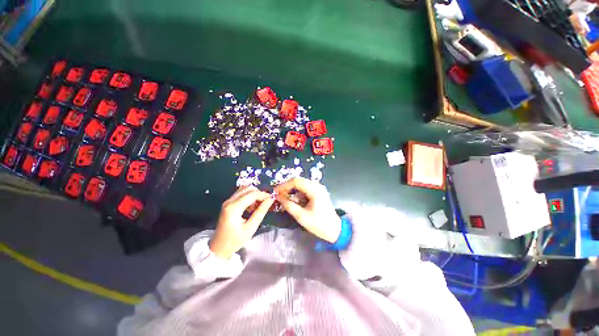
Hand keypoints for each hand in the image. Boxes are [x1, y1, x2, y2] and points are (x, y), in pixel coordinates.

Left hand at [210, 186, 273, 259]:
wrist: (218, 248)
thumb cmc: (235, 240)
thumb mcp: (251, 228)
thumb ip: (261, 212)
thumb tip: (270, 199)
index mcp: (234, 208)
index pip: (252, 194)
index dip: (263, 194)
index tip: (271, 198)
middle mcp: (229, 201)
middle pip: (247, 188)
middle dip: (258, 193)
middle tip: (265, 202)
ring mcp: (227, 201)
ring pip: (244, 189)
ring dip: (253, 194)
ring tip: (257, 205)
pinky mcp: (227, 203)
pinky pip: (240, 193)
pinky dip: (248, 196)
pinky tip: (251, 206)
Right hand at [274, 178, 340, 242]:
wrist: (335, 230)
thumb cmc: (319, 224)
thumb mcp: (301, 216)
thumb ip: (289, 205)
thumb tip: (278, 197)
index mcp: (314, 190)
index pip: (296, 181)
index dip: (284, 185)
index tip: (275, 192)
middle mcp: (317, 186)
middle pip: (299, 181)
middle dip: (287, 187)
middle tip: (278, 195)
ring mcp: (318, 188)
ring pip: (301, 185)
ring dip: (293, 191)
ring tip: (285, 199)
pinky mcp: (318, 192)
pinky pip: (305, 189)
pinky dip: (298, 194)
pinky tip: (295, 201)